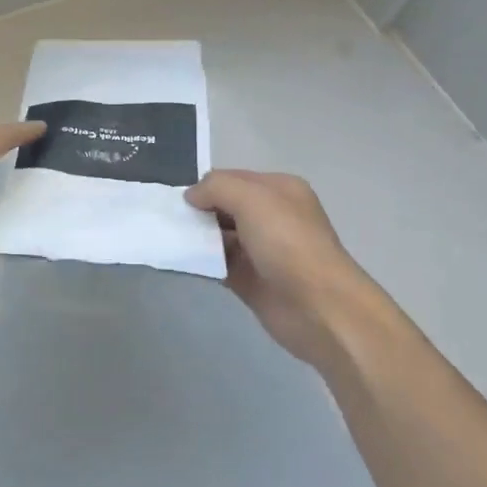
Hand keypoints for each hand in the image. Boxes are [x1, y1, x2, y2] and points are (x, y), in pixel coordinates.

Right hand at [185, 170, 372, 368]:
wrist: (320, 308)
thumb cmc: (288, 244)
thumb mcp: (252, 199)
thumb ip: (216, 187)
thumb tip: (191, 196)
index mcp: (279, 190)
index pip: (232, 178)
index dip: (205, 186)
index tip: (176, 199)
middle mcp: (271, 216)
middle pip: (224, 206)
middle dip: (197, 211)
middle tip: (166, 219)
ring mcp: (261, 250)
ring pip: (219, 236)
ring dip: (196, 238)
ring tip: (167, 239)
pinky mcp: (251, 280)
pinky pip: (218, 264)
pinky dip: (200, 263)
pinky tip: (180, 262)